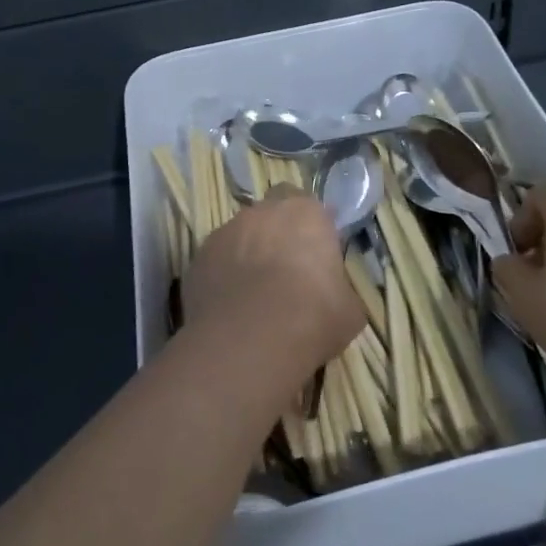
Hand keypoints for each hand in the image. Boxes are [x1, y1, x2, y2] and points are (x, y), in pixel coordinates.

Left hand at [182, 186, 365, 384]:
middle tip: (285, 270)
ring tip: (253, 294)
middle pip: (270, 214)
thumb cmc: (312, 316)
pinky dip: (222, 276)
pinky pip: (215, 262)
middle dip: (276, 234)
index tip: (316, 253)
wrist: (249, 341)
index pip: (309, 204)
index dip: (311, 227)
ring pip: (239, 236)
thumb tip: (335, 294)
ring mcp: (224, 233)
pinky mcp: (196, 259)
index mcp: (305, 213)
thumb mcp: (349, 309)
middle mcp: (262, 212)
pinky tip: (230, 307)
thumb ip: (340, 288)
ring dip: (247, 254)